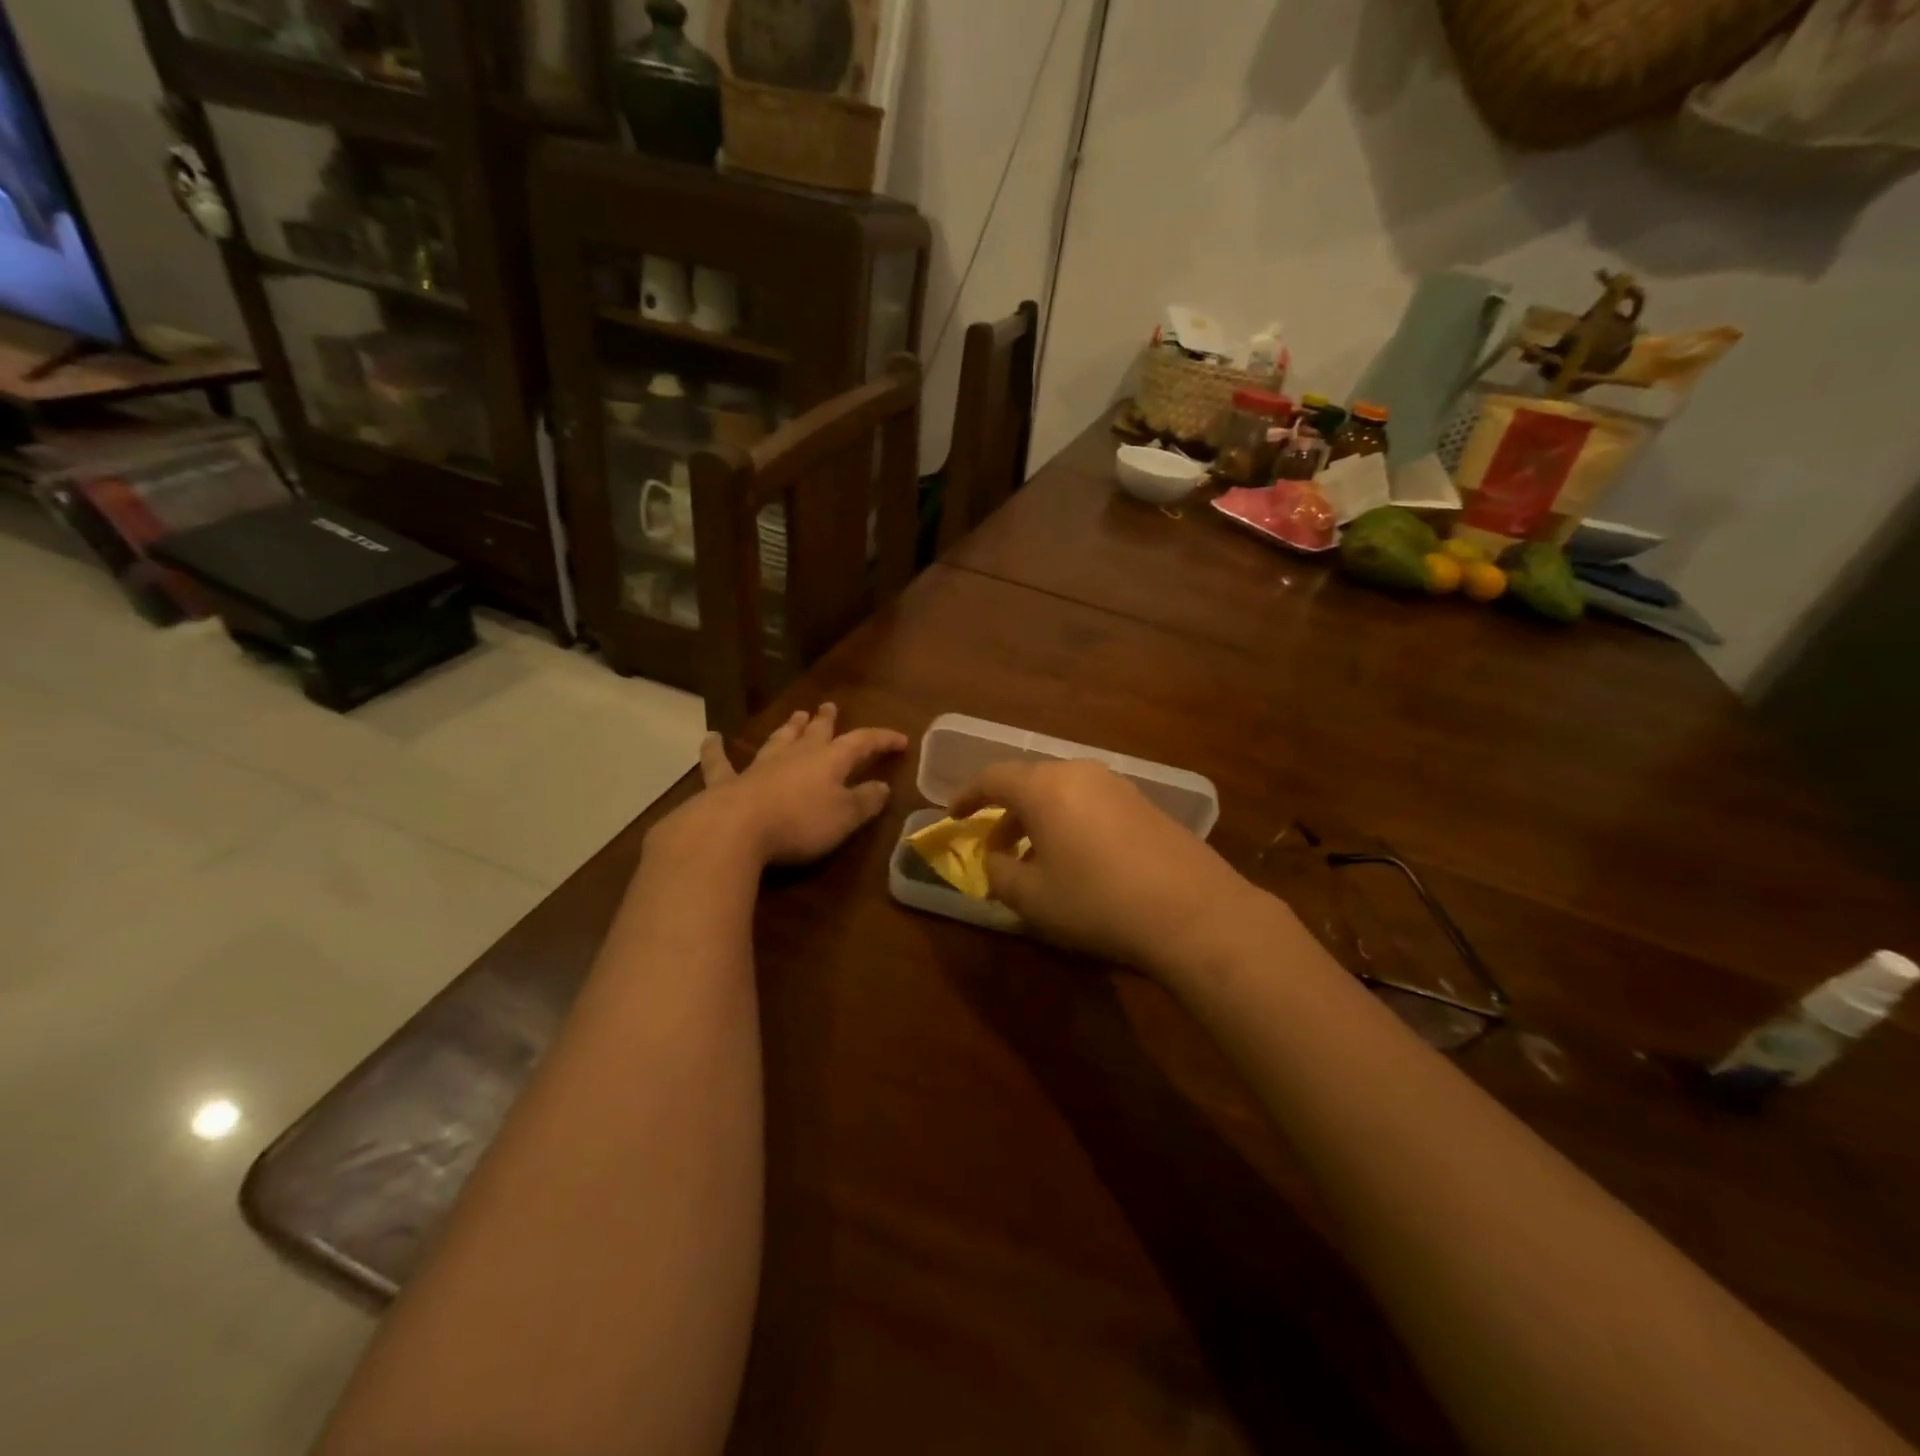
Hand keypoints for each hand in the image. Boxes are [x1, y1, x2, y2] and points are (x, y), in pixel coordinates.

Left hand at [671, 704, 908, 867]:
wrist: (736, 829)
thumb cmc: (799, 823)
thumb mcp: (844, 817)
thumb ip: (865, 801)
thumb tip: (883, 787)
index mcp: (829, 761)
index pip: (862, 743)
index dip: (882, 739)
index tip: (901, 740)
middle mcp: (796, 755)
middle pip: (815, 733)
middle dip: (826, 721)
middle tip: (830, 707)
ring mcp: (759, 766)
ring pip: (778, 740)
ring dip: (789, 728)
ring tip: (796, 715)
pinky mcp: (727, 782)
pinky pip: (720, 762)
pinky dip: (716, 750)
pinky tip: (711, 738)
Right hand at [950, 760, 1261, 977]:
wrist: (1194, 912)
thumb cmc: (1097, 902)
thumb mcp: (1032, 897)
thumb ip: (999, 873)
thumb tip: (995, 859)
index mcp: (1044, 787)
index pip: (993, 778)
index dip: (968, 796)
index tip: (954, 816)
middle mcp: (1080, 774)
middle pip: (1030, 784)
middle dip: (1007, 815)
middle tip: (996, 849)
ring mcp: (1119, 786)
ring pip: (1063, 795)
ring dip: (1040, 822)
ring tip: (1036, 861)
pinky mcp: (1146, 805)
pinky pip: (1092, 806)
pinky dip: (1071, 825)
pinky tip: (1079, 863)